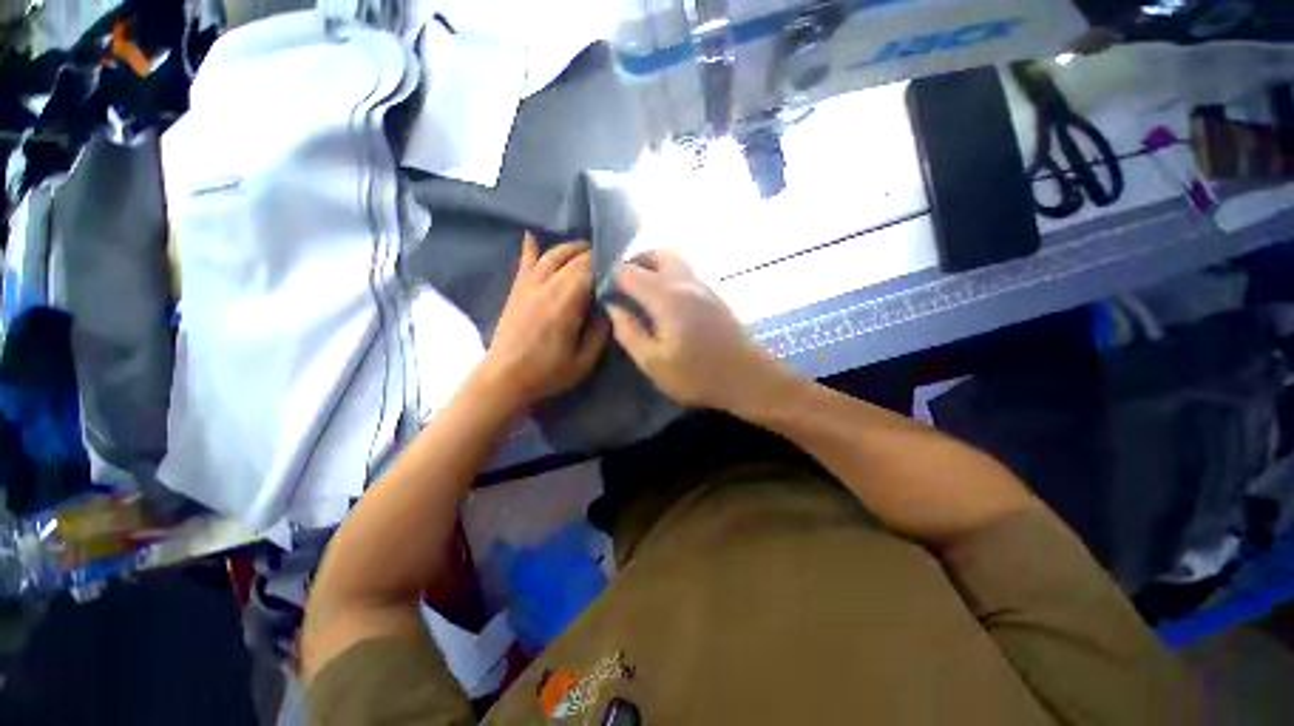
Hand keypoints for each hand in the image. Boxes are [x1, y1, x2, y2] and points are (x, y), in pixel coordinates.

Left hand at [478, 232, 609, 413]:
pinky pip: (525, 263)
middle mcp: (547, 286)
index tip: (621, 267)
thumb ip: (600, 332)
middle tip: (609, 260)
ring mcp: (528, 285)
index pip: (590, 269)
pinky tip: (533, 235)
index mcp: (566, 303)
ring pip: (552, 255)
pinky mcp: (517, 290)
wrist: (505, 378)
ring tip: (586, 248)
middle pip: (574, 259)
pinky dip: (530, 247)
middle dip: (594, 255)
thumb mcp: (584, 361)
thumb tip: (609, 308)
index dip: (606, 264)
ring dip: (571, 248)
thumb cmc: (547, 373)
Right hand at [607, 251, 789, 415]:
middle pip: (656, 254)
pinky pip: (686, 274)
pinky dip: (669, 277)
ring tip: (642, 294)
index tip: (603, 293)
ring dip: (654, 268)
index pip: (629, 271)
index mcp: (666, 296)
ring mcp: (704, 286)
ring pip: (674, 261)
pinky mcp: (714, 296)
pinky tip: (666, 304)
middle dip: (635, 263)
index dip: (611, 277)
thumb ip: (629, 332)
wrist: (748, 378)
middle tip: (624, 287)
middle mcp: (685, 282)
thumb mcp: (653, 362)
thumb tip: (614, 308)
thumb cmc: (697, 375)